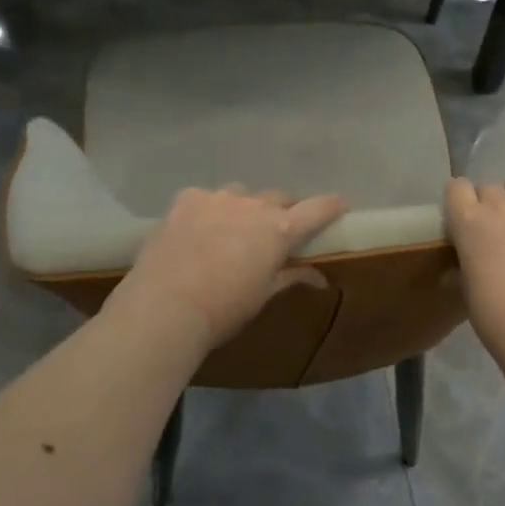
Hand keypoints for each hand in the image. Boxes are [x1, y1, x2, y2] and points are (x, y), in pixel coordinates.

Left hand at [107, 186, 346, 353]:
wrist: (164, 308)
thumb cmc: (223, 310)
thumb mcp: (263, 296)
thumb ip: (291, 277)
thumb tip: (319, 278)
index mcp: (279, 230)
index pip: (318, 209)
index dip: (331, 206)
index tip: (339, 206)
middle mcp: (253, 205)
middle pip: (279, 198)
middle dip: (282, 212)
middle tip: (274, 234)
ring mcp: (218, 198)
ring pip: (242, 195)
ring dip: (245, 208)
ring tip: (232, 231)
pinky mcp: (187, 199)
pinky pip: (207, 198)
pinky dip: (210, 210)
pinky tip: (198, 230)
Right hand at [444, 179, 504, 366]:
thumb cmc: (494, 313)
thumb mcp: (466, 289)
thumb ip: (462, 267)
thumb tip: (457, 268)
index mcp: (468, 222)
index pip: (456, 188)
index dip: (458, 199)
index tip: (460, 216)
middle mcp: (499, 207)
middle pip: (488, 186)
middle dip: (487, 201)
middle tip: (492, 225)